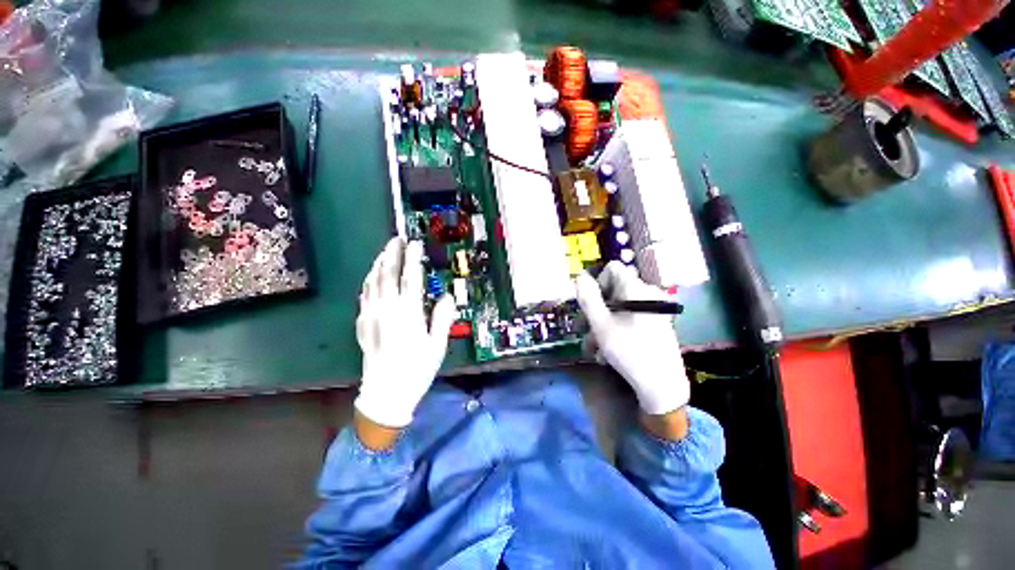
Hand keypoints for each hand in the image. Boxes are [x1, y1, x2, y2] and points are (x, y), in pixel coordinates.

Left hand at [354, 238, 455, 430]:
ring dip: (378, 264)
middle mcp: (387, 310)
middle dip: (392, 254)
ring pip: (372, 283)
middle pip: (387, 275)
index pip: (410, 278)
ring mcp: (371, 316)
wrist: (386, 394)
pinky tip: (372, 278)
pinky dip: (369, 282)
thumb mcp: (437, 345)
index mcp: (407, 313)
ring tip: (385, 252)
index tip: (415, 244)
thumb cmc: (416, 369)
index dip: (413, 258)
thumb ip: (442, 317)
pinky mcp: (362, 324)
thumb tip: (446, 296)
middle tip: (396, 239)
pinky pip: (364, 295)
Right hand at [576, 261, 689, 415]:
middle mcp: (647, 294)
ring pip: (619, 309)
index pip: (612, 269)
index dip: (597, 283)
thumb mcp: (601, 324)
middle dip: (595, 311)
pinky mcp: (656, 324)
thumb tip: (580, 277)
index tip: (590, 305)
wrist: (663, 386)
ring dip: (602, 326)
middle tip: (584, 331)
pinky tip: (609, 353)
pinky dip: (616, 331)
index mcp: (635, 289)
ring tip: (594, 349)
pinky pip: (630, 320)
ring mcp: (654, 310)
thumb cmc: (629, 351)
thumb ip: (588, 298)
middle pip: (613, 291)